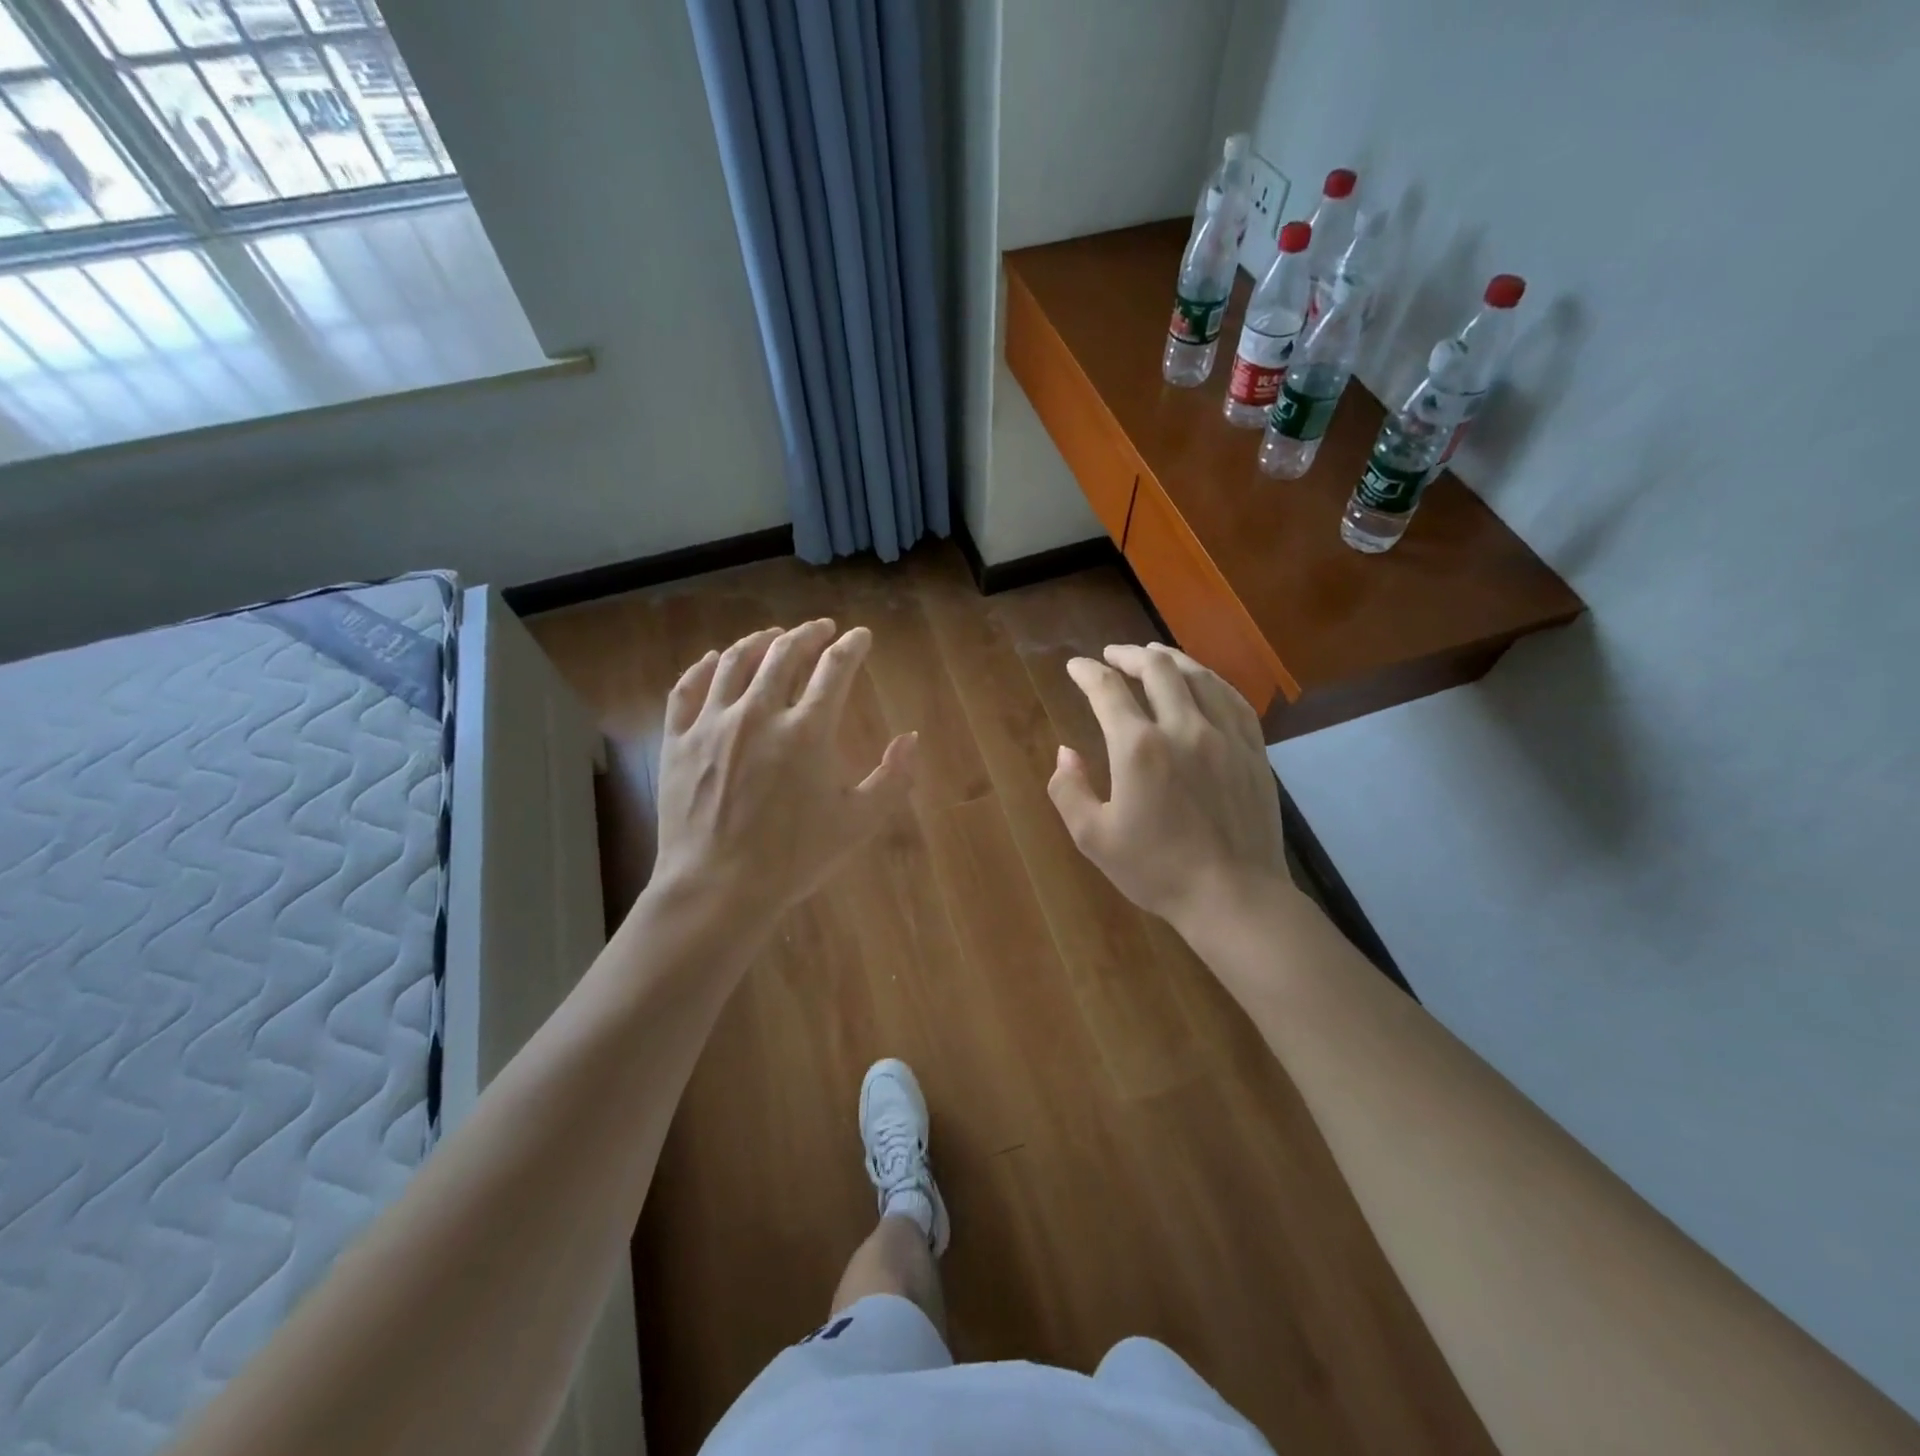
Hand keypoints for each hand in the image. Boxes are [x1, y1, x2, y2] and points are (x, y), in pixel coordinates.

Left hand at [652, 619, 918, 925]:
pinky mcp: (678, 740)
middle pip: (785, 653)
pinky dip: (705, 666)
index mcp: (807, 730)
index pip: (835, 669)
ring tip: (773, 636)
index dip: (852, 647)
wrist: (717, 889)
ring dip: (760, 641)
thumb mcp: (858, 822)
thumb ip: (893, 778)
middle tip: (821, 629)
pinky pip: (688, 688)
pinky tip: (717, 659)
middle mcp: (759, 713)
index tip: (860, 637)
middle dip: (808, 634)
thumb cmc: (793, 858)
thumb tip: (912, 739)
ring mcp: (712, 723)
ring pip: (736, 661)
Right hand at [1048, 643, 1285, 933]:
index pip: (1108, 691)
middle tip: (1112, 655)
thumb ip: (1068, 790)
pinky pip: (1232, 698)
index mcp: (1138, 748)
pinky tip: (1203, 681)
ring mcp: (1225, 735)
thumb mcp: (1093, 838)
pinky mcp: (1253, 750)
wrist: (1233, 896)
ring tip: (1153, 655)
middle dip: (1129, 655)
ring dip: (1170, 659)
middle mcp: (1183, 728)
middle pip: (1156, 669)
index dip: (1087, 673)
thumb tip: (1065, 752)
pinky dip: (1210, 680)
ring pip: (1198, 676)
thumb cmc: (1157, 870)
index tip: (1075, 667)